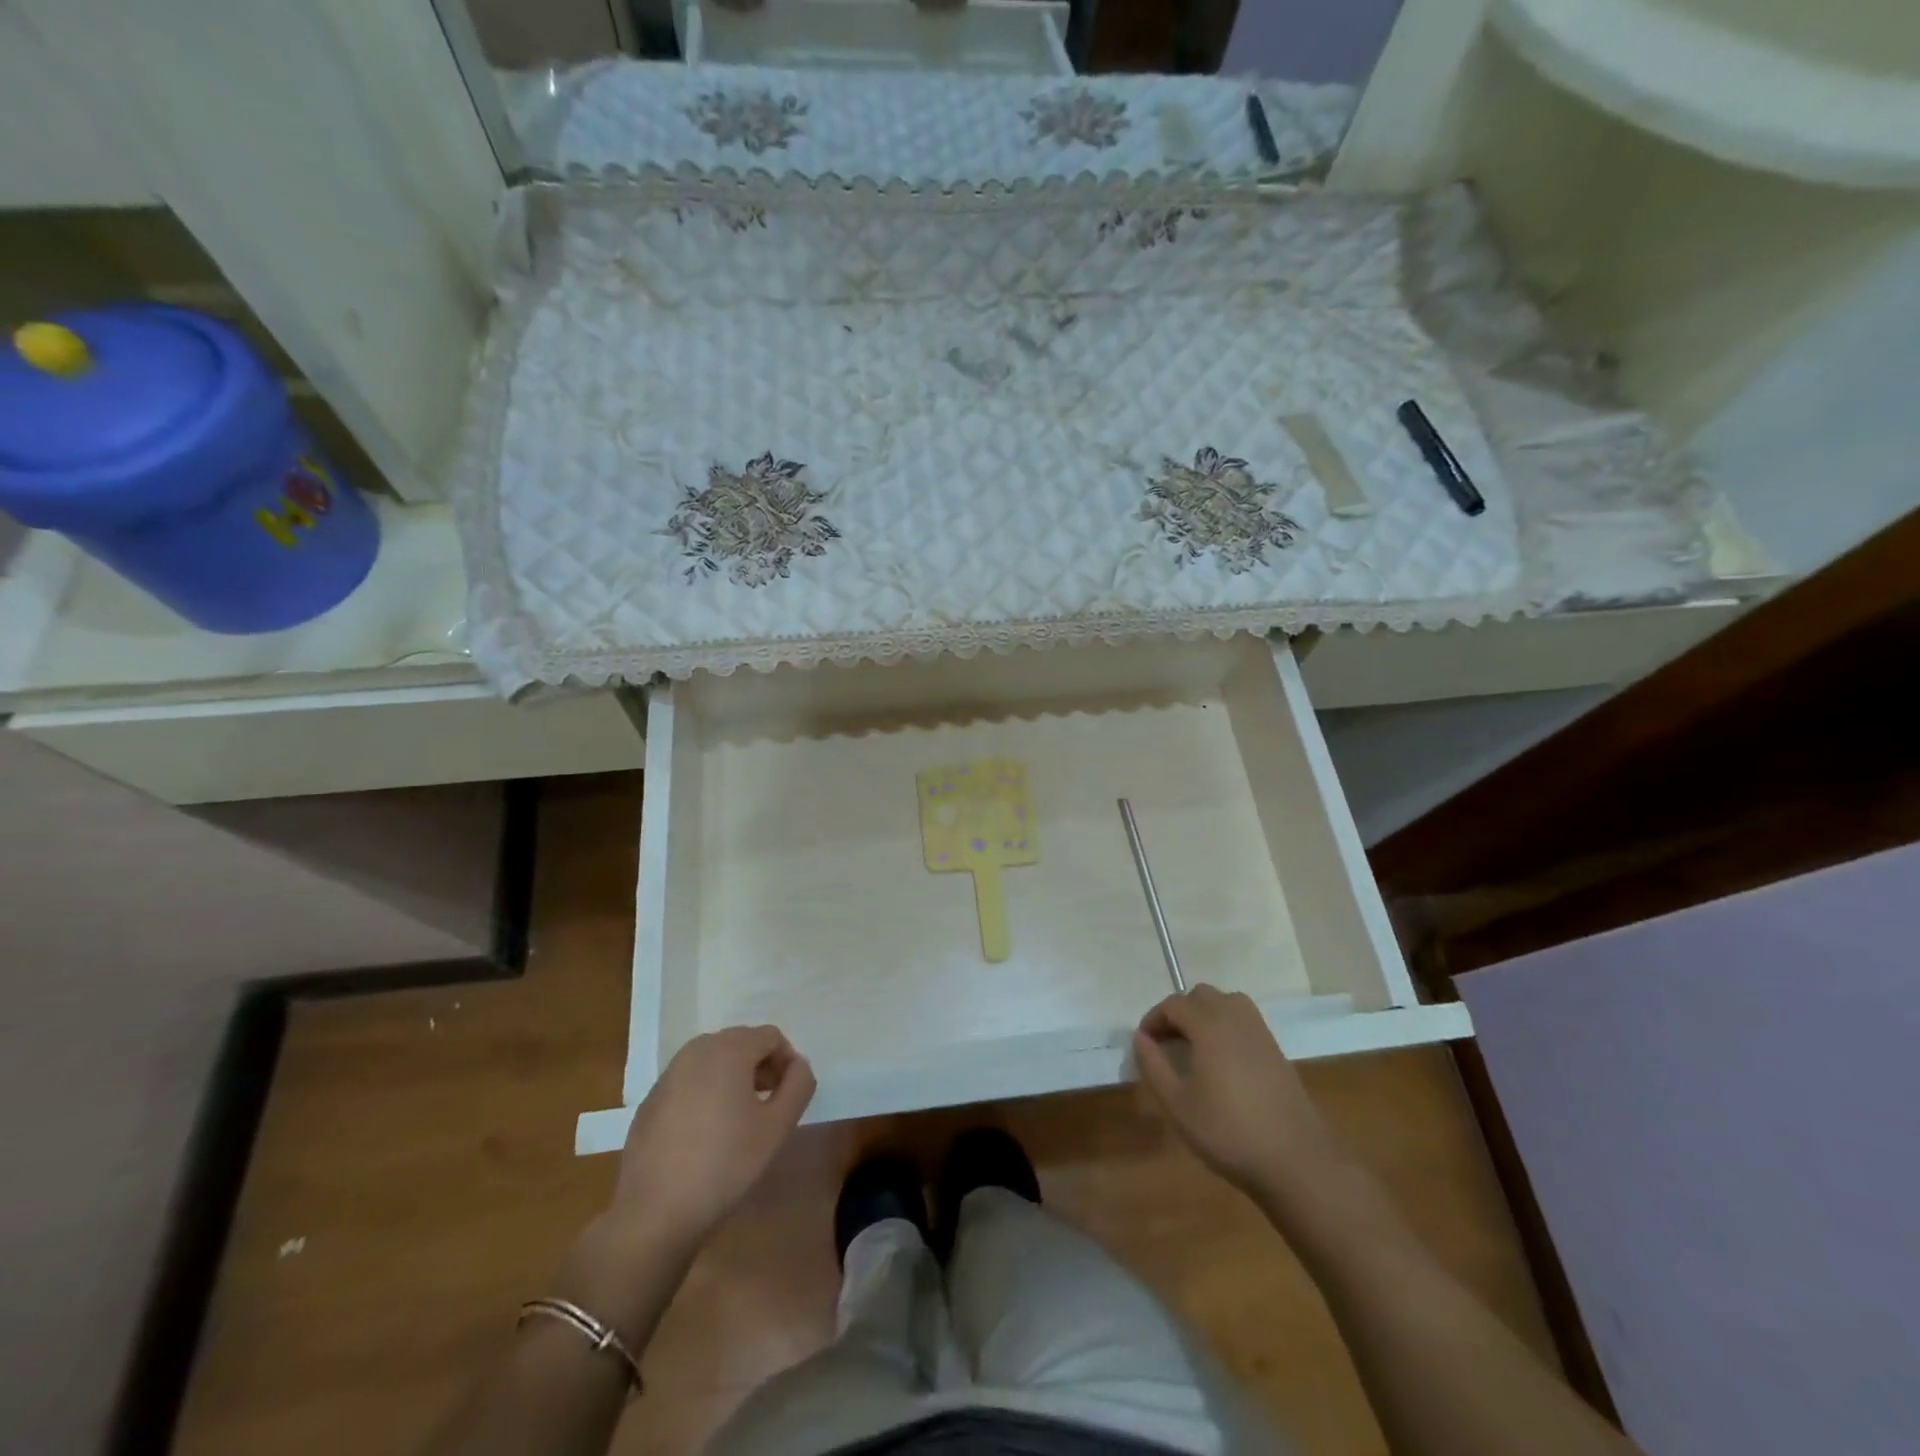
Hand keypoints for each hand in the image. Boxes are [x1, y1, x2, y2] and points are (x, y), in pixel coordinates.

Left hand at [609, 1026, 815, 1250]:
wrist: (654, 1212)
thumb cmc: (725, 1163)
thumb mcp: (778, 1127)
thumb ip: (799, 1085)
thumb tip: (798, 1066)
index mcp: (728, 1050)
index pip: (770, 1036)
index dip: (787, 1061)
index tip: (789, 1095)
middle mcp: (696, 1051)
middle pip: (741, 1042)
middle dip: (761, 1065)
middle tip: (770, 1104)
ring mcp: (668, 1075)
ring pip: (714, 1060)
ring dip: (734, 1077)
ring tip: (741, 1117)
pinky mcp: (651, 1100)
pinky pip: (690, 1081)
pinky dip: (707, 1092)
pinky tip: (707, 1133)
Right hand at [1133, 986, 1333, 1201]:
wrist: (1295, 1161)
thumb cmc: (1228, 1132)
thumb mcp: (1177, 1105)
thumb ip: (1153, 1066)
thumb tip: (1140, 1037)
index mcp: (1209, 1026)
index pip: (1174, 1004)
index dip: (1154, 1019)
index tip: (1144, 1043)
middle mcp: (1235, 1018)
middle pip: (1201, 995)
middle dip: (1179, 1012)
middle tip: (1167, 1043)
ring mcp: (1260, 1033)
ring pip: (1227, 1002)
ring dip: (1205, 1014)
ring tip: (1194, 1046)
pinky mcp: (1276, 1050)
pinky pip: (1245, 1020)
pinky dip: (1226, 1025)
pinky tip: (1222, 1060)